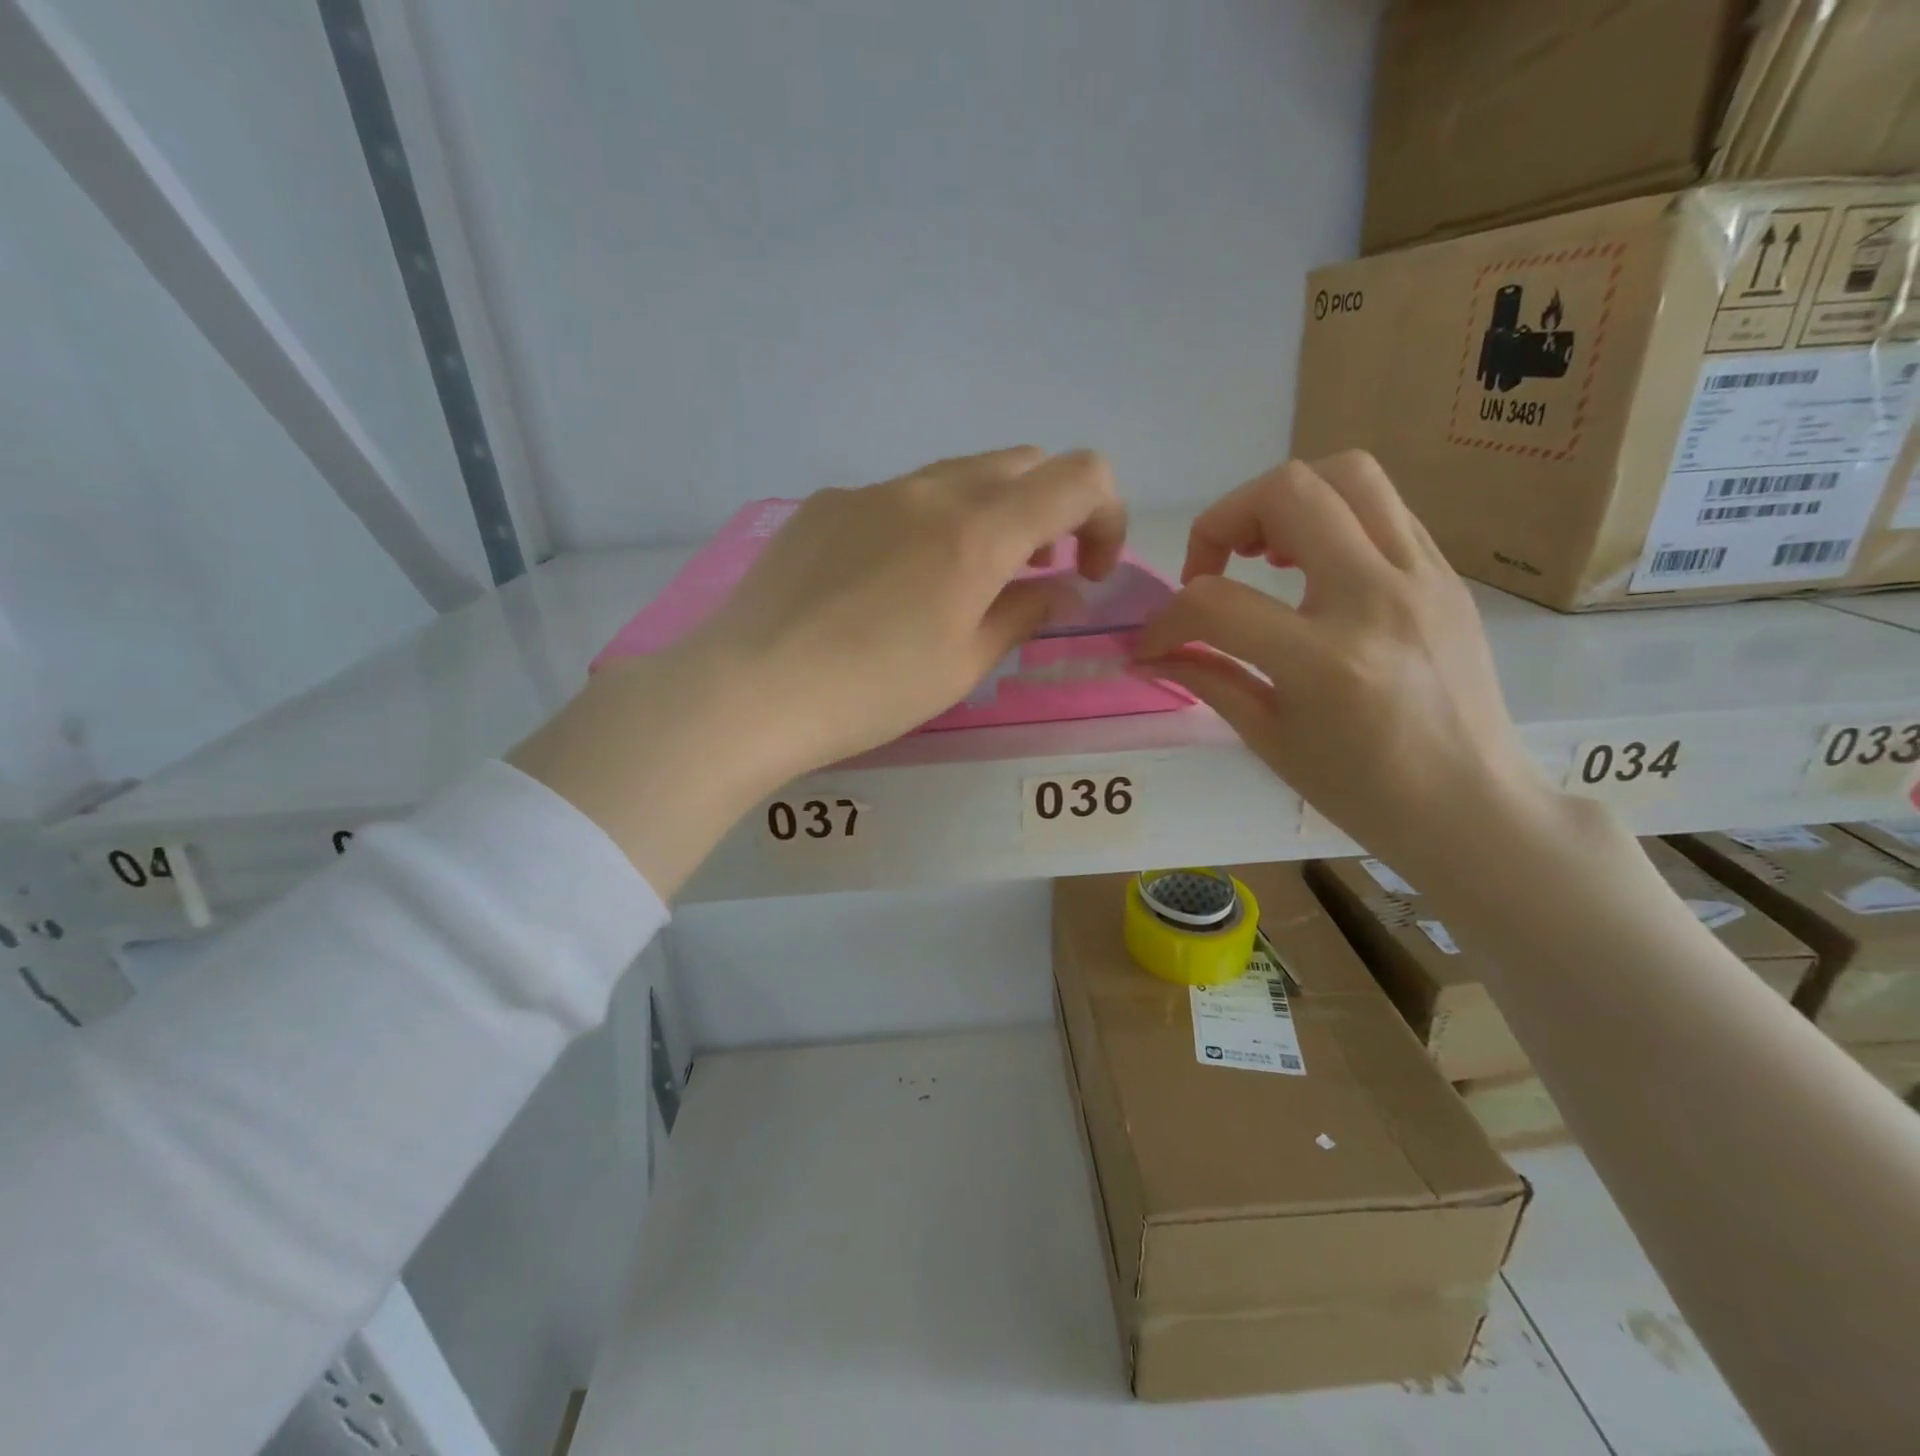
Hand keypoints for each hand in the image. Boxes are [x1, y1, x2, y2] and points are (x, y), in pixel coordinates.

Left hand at [512, 447, 1125, 892]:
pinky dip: (924, 525)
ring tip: (960, 583)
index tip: (1088, 571)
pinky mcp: (825, 505)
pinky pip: (897, 498)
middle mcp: (930, 491)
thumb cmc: (871, 691)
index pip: (1080, 476)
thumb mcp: (964, 665)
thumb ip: (1025, 614)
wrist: (749, 689)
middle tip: (1030, 575)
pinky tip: (885, 585)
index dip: (1107, 515)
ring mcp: (870, 491)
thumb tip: (1064, 587)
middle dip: (1047, 511)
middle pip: (1020, 464)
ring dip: (985, 515)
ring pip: (957, 477)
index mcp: (977, 532)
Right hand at [1134, 451, 1547, 874]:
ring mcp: (1423, 578)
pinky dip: (1330, 518)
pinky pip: (1383, 507)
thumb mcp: (1269, 740)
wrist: (1473, 808)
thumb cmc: (1363, 792)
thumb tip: (1152, 652)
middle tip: (1210, 569)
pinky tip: (1313, 566)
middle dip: (1223, 520)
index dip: (1168, 619)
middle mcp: (1378, 599)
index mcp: (1326, 660)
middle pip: (1289, 492)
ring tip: (1263, 551)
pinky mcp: (1445, 574)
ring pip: (1347, 473)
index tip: (1155, 643)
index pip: (1217, 603)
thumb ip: (1208, 678)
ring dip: (1284, 500)